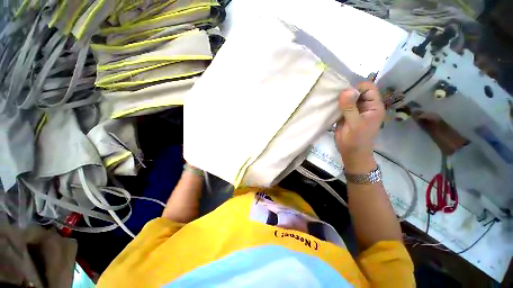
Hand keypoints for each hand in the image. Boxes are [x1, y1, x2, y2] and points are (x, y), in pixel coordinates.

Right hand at [334, 82, 384, 171]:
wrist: (351, 153)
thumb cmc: (356, 140)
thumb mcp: (354, 124)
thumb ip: (350, 107)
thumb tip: (346, 90)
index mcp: (373, 106)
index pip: (368, 88)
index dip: (356, 87)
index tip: (344, 94)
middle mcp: (365, 105)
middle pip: (357, 91)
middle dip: (346, 92)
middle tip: (335, 97)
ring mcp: (355, 110)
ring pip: (348, 97)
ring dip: (339, 98)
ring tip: (330, 100)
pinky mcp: (345, 115)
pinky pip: (341, 105)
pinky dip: (335, 104)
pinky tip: (329, 106)